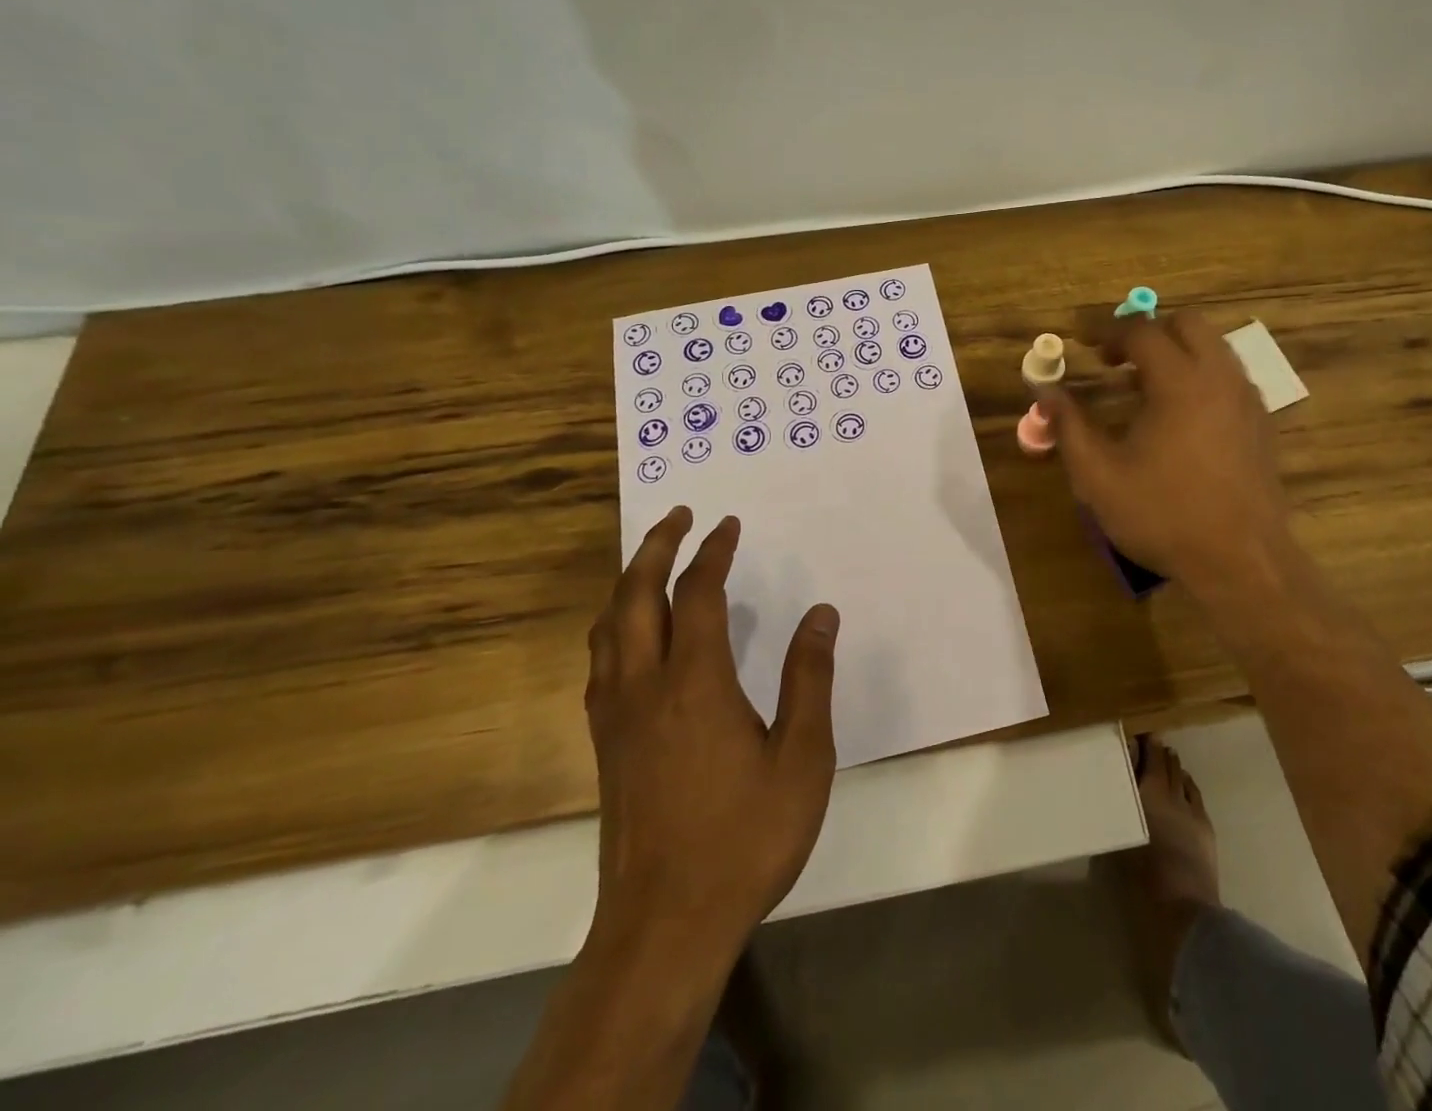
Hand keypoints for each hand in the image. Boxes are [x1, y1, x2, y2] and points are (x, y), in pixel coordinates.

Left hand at [584, 506, 839, 958]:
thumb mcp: (801, 758)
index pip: (697, 594)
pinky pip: (601, 662)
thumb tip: (821, 614)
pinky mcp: (604, 746)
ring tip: (650, 560)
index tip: (728, 524)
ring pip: (607, 628)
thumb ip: (809, 679)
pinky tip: (631, 636)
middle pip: (635, 596)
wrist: (664, 925)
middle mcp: (645, 687)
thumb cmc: (744, 837)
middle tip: (678, 516)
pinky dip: (614, 625)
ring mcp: (615, 718)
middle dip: (655, 547)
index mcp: (694, 683)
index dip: (713, 553)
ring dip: (627, 582)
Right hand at [1041, 314, 1300, 619]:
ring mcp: (1248, 399)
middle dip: (1147, 331)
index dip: (1106, 330)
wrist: (1242, 560)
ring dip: (1176, 352)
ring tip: (1141, 387)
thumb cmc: (1164, 515)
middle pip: (1187, 323)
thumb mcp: (1099, 476)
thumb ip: (1069, 426)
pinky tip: (1178, 416)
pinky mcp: (1261, 423)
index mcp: (1180, 382)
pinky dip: (1199, 375)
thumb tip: (1045, 392)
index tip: (1081, 341)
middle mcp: (1220, 378)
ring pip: (1213, 348)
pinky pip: (1228, 377)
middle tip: (1114, 360)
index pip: (1141, 331)